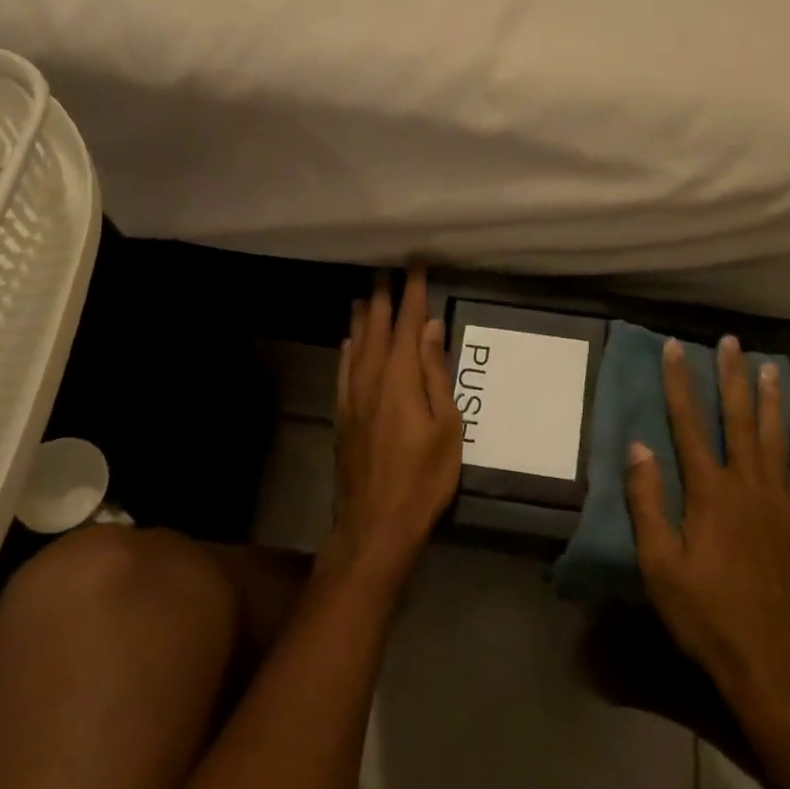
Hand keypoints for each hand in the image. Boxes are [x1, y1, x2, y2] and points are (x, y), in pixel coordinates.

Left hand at [325, 266, 462, 588]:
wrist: (376, 522)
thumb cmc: (424, 476)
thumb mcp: (446, 426)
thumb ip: (435, 373)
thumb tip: (430, 328)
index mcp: (401, 378)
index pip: (408, 324)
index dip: (412, 293)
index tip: (415, 266)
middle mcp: (372, 378)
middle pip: (378, 329)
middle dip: (383, 299)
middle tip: (385, 272)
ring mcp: (353, 397)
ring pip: (356, 346)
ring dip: (362, 319)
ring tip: (364, 296)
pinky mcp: (343, 415)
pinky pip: (343, 371)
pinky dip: (347, 350)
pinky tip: (348, 342)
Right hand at [624, 336, 789, 722]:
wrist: (772, 665)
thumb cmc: (706, 616)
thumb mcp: (659, 565)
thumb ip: (647, 503)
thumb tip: (638, 446)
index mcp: (709, 493)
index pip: (688, 424)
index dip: (679, 383)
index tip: (674, 347)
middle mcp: (747, 486)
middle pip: (737, 420)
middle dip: (731, 377)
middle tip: (730, 341)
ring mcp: (780, 504)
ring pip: (774, 438)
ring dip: (769, 400)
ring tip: (769, 366)